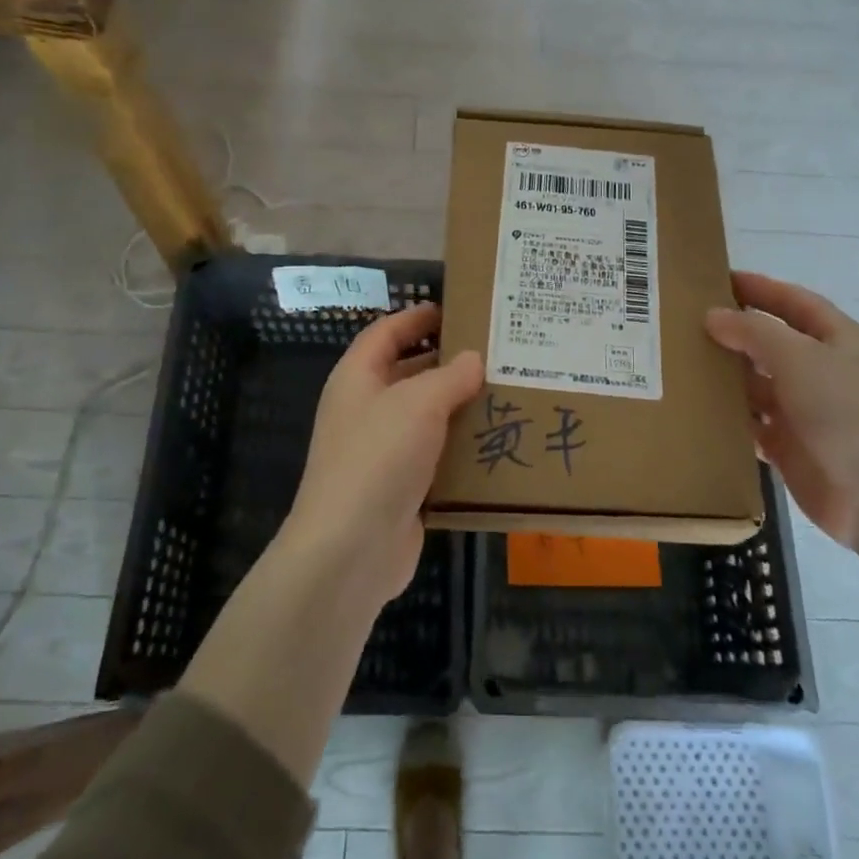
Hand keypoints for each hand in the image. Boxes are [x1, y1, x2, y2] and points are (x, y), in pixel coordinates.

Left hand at [285, 305, 484, 603]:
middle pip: (408, 373)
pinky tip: (498, 442)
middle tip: (496, 353)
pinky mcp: (401, 487)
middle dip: (448, 362)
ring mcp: (382, 451)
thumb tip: (473, 358)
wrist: (351, 549)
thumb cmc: (378, 458)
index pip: (386, 333)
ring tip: (508, 392)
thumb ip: (450, 376)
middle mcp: (366, 409)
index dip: (417, 317)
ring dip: (460, 407)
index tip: (457, 309)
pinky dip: (461, 449)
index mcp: (358, 378)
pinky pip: (435, 456)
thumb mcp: (418, 403)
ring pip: (426, 417)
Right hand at [705, 272, 858, 555]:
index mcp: (838, 341)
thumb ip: (755, 332)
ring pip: (757, 383)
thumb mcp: (802, 358)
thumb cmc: (849, 414)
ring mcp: (806, 411)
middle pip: (771, 342)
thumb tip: (713, 315)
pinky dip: (727, 416)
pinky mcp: (790, 447)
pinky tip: (694, 408)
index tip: (716, 279)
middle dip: (733, 332)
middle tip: (682, 322)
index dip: (759, 288)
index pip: (794, 302)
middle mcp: (821, 371)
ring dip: (725, 375)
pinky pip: (751, 423)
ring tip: (678, 363)